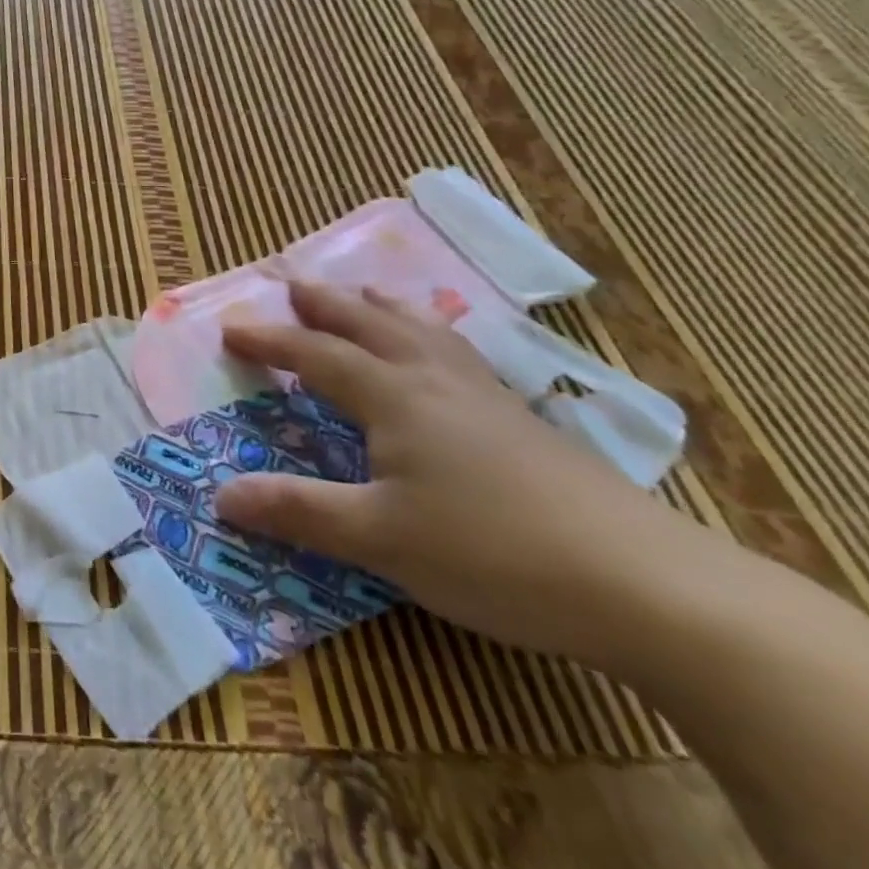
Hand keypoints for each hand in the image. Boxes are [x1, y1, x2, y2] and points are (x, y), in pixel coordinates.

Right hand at [215, 283, 691, 668]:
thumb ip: (298, 511)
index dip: (270, 340)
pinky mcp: (525, 422)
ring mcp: (486, 396)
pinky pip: (460, 353)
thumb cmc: (492, 553)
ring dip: (382, 307)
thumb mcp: (379, 538)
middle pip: (369, 323)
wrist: (647, 585)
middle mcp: (434, 380)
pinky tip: (445, 355)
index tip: (230, 330)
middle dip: (325, 304)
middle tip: (293, 283)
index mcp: (394, 396)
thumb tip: (220, 496)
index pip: (316, 354)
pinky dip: (432, 335)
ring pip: (423, 330)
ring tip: (364, 292)